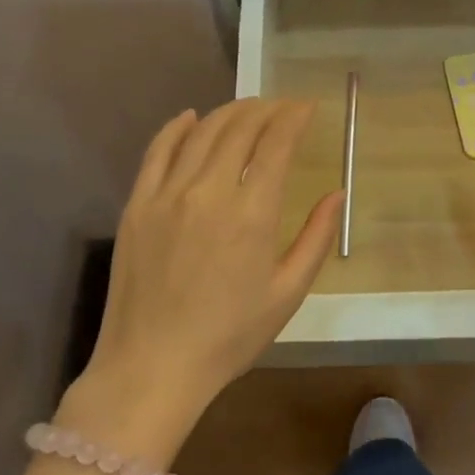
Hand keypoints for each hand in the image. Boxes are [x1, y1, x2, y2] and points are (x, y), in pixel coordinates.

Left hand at [80, 100, 341, 426]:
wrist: (152, 367)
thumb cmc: (229, 336)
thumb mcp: (287, 294)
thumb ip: (316, 238)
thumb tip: (337, 193)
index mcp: (252, 214)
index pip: (276, 143)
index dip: (294, 117)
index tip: (307, 107)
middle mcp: (209, 191)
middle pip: (240, 128)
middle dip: (266, 109)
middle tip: (281, 107)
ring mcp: (168, 194)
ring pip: (202, 132)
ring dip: (229, 112)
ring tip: (248, 109)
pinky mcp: (138, 204)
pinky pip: (158, 151)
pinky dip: (176, 127)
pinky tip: (190, 117)